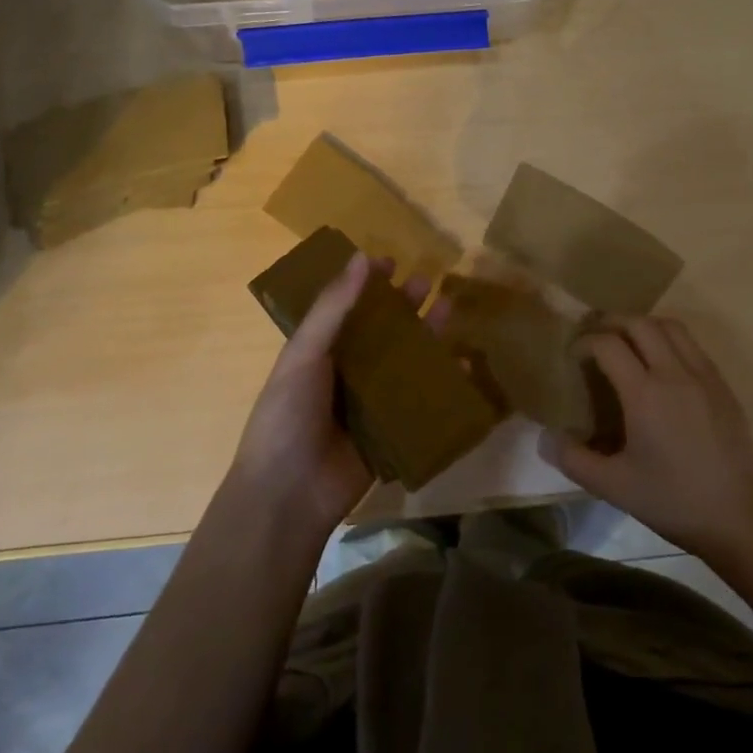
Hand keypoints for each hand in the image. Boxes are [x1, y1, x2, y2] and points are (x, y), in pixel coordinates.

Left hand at [228, 251, 446, 540]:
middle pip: (382, 331)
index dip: (368, 284)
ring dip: (427, 337)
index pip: (348, 307)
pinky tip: (464, 366)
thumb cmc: (288, 415)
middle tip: (429, 281)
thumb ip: (333, 308)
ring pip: (405, 361)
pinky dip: (442, 382)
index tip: (392, 260)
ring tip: (451, 311)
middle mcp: (347, 372)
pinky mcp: (392, 430)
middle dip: (405, 306)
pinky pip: (420, 400)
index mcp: (320, 351)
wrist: (289, 494)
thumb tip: (361, 257)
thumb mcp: (304, 354)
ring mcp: (370, 402)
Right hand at [539, 316, 752, 564]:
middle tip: (596, 339)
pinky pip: (693, 346)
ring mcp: (704, 376)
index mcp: (645, 394)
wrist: (738, 518)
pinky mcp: (723, 386)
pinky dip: (670, 341)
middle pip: (639, 323)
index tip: (574, 356)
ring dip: (644, 326)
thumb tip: (545, 437)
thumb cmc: (672, 501)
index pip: (608, 344)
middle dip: (612, 323)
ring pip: (671, 327)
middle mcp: (675, 373)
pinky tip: (662, 367)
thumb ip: (573, 460)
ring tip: (628, 344)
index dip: (585, 342)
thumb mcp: (614, 486)